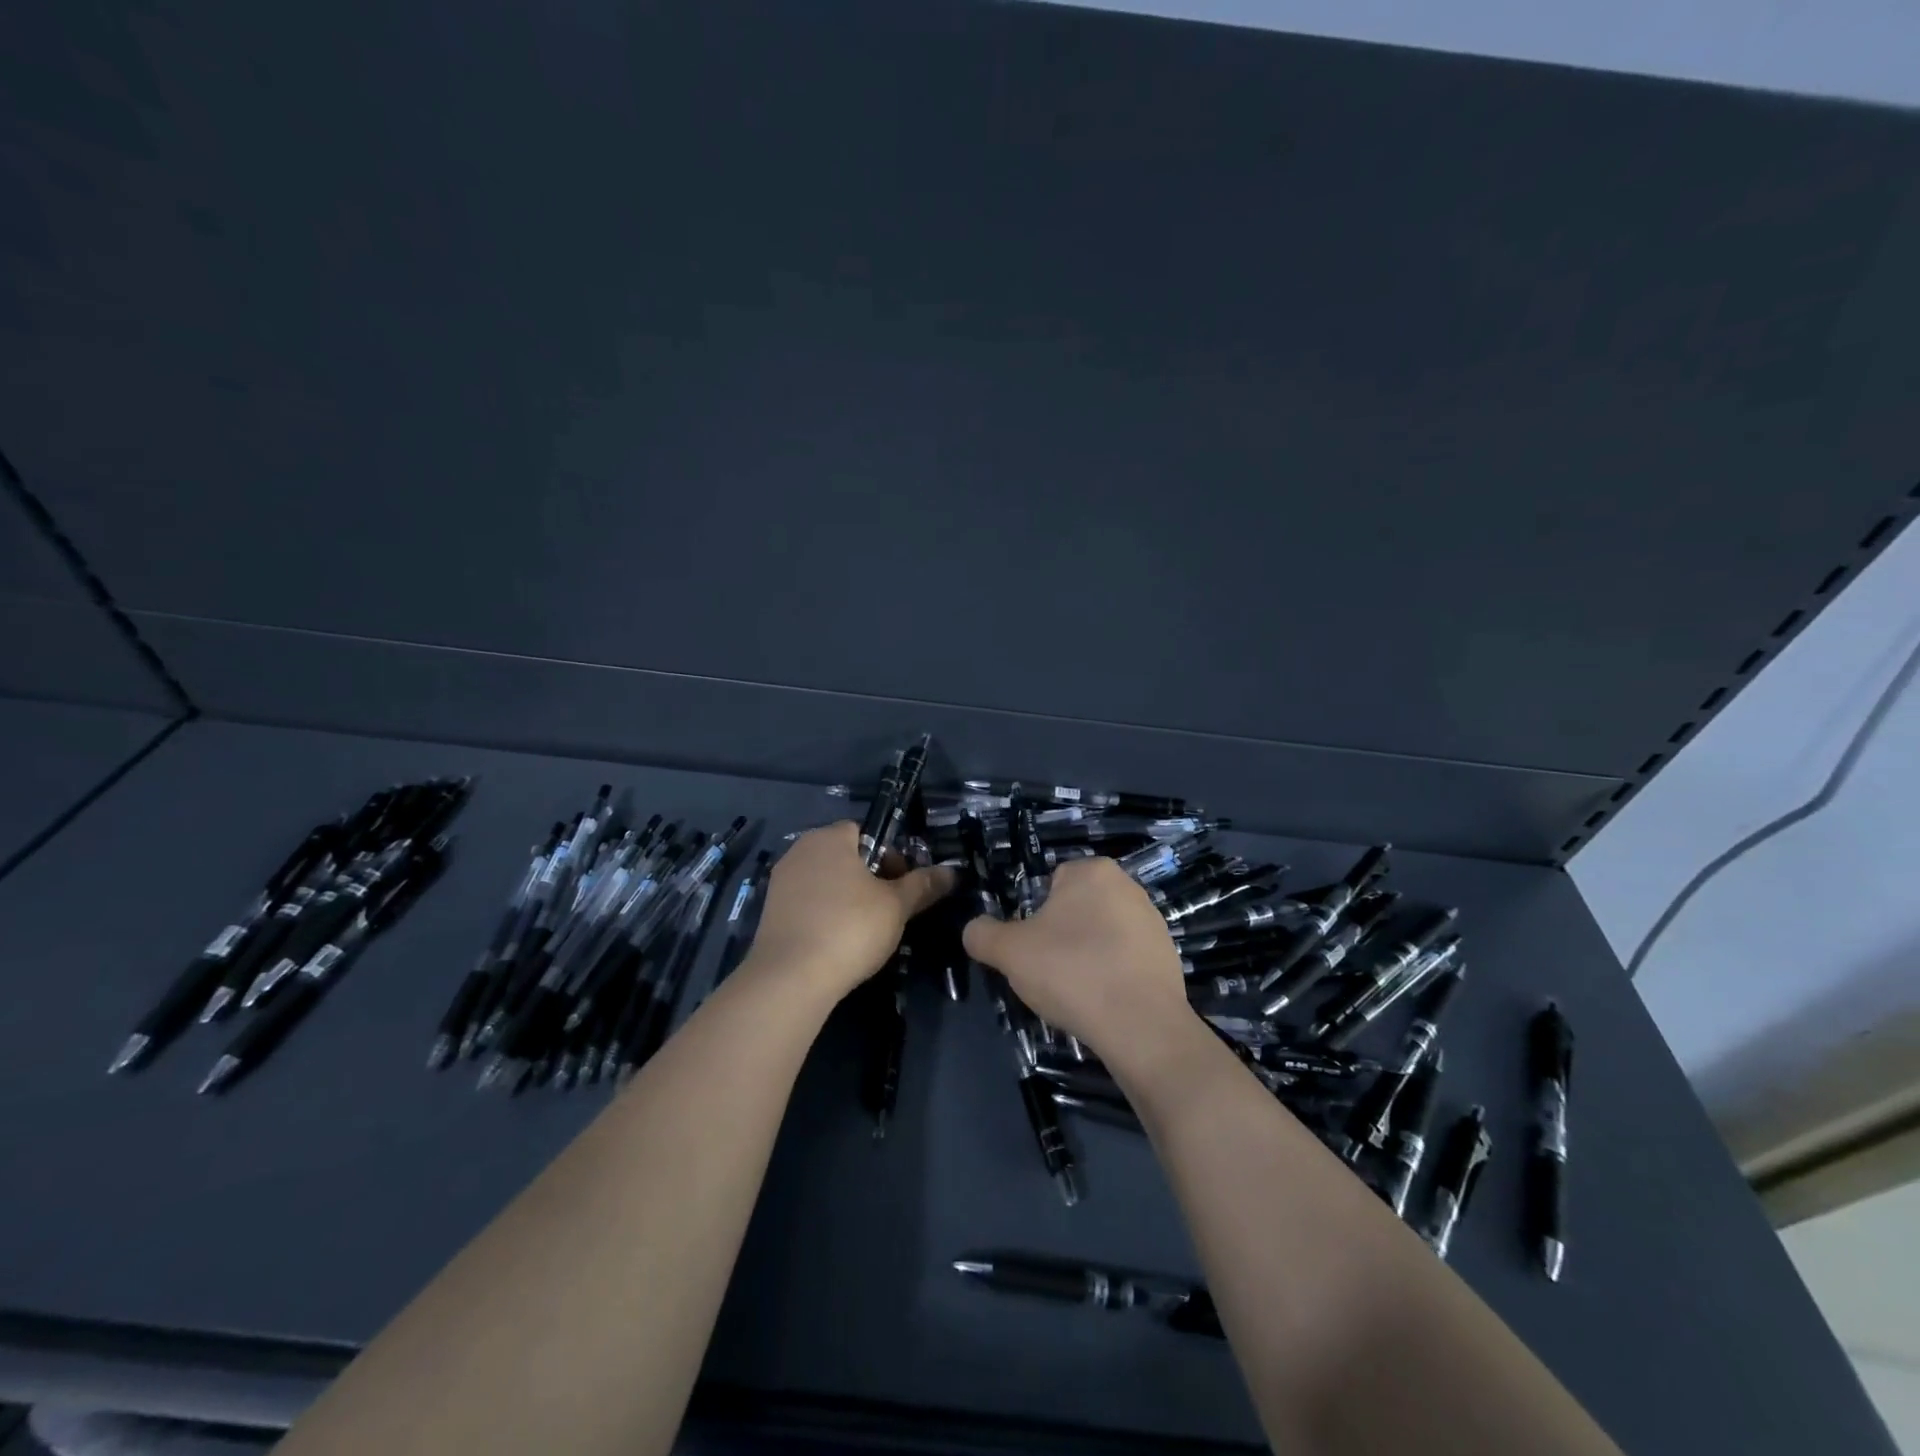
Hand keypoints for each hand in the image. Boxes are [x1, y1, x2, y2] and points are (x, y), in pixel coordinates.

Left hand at [743, 822, 954, 1003]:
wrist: (790, 978)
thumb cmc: (850, 928)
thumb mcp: (896, 906)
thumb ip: (923, 885)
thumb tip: (952, 872)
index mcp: (829, 838)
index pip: (864, 832)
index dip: (888, 855)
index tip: (900, 884)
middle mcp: (800, 851)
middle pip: (844, 856)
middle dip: (868, 877)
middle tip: (888, 908)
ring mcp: (780, 881)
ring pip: (825, 881)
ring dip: (846, 897)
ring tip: (865, 929)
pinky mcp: (770, 912)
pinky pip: (807, 904)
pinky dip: (823, 915)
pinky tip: (836, 942)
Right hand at [961, 858, 1191, 1067]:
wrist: (1140, 1026)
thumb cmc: (1071, 972)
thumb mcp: (1008, 952)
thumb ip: (982, 934)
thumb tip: (974, 929)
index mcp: (1092, 871)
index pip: (1050, 883)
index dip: (1035, 916)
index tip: (1032, 948)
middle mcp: (1128, 885)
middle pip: (1077, 908)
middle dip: (1062, 935)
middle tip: (1050, 970)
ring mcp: (1153, 921)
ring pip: (1101, 934)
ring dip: (1087, 955)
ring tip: (1077, 990)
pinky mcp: (1168, 955)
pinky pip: (1125, 959)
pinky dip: (1112, 975)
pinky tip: (1103, 1001)